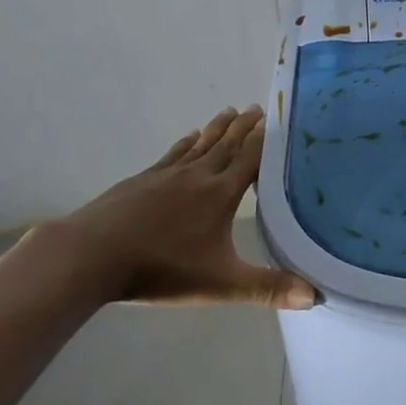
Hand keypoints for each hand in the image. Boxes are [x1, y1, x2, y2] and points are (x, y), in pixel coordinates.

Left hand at [46, 106, 314, 308]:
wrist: (91, 255)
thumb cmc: (161, 268)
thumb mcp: (220, 284)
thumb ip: (267, 288)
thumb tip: (314, 296)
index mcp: (221, 194)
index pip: (251, 158)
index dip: (266, 139)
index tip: (278, 119)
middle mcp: (198, 176)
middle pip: (227, 145)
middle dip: (245, 127)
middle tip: (257, 107)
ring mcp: (166, 175)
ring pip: (200, 145)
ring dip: (218, 128)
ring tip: (230, 111)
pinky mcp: (140, 180)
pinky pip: (172, 154)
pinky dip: (186, 143)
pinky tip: (188, 137)